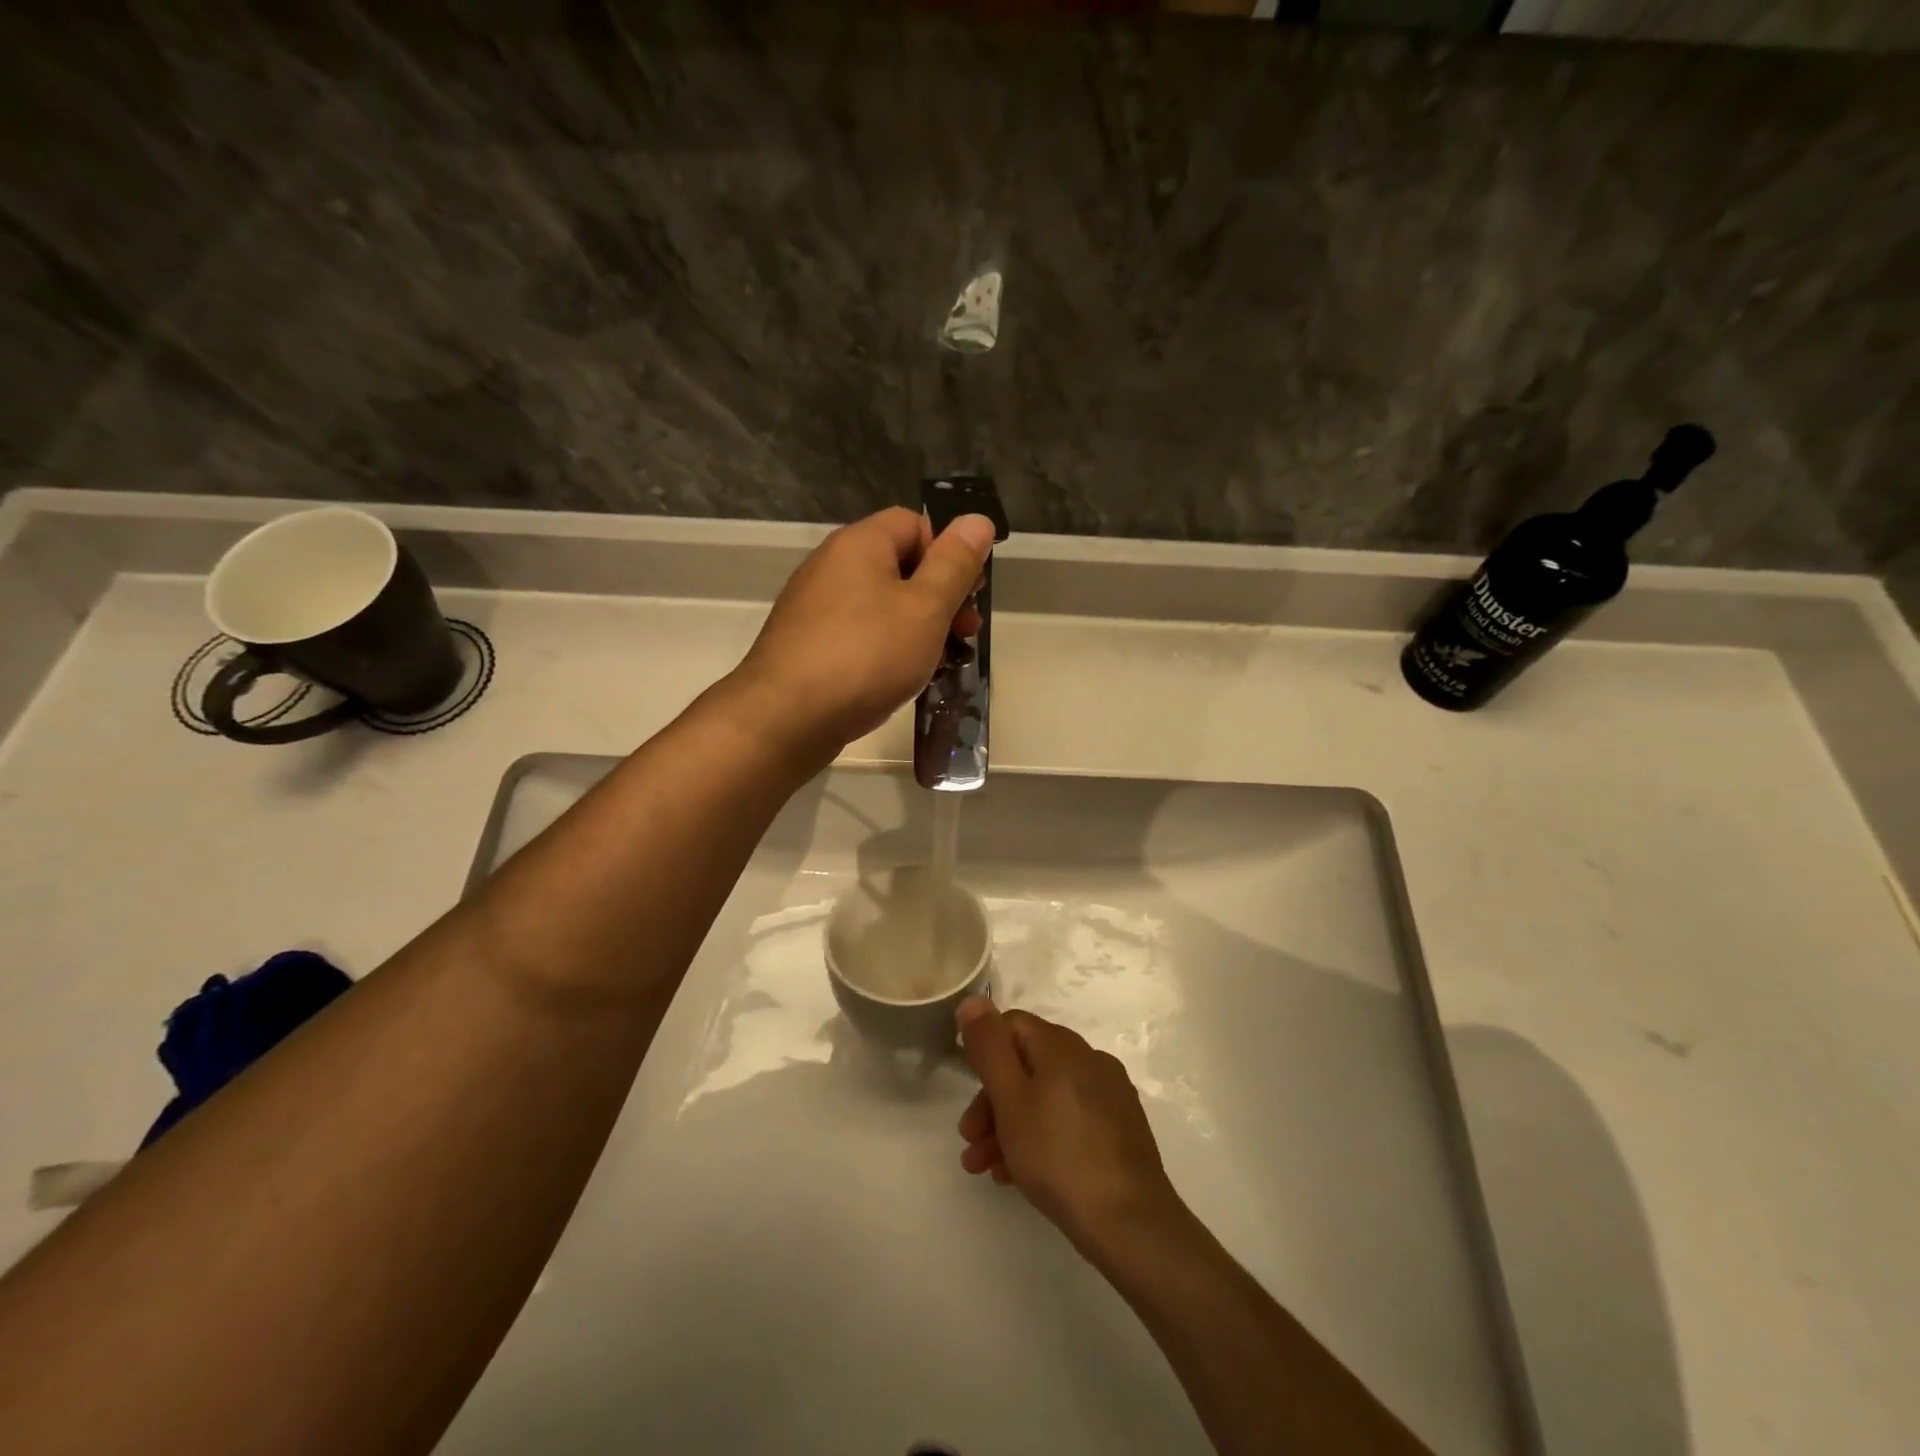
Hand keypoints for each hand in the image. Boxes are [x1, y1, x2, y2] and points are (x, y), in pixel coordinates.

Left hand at [727, 507, 994, 765]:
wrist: (785, 718)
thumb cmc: (866, 656)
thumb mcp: (925, 608)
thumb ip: (954, 564)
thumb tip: (977, 519)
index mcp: (860, 544)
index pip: (914, 523)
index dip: (947, 552)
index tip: (968, 594)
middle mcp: (831, 565)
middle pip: (898, 565)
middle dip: (939, 596)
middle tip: (965, 633)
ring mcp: (814, 607)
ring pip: (880, 605)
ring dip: (917, 628)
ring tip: (940, 663)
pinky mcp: (807, 644)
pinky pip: (858, 634)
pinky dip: (885, 649)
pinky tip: (900, 680)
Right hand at [955, 999, 1183, 1253]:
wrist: (1131, 1223)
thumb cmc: (1059, 1156)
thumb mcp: (1011, 1099)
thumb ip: (989, 1047)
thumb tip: (973, 1000)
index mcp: (1063, 1046)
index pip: (1012, 1025)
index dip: (984, 1053)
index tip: (965, 1091)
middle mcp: (1089, 1060)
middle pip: (1027, 1065)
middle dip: (992, 1101)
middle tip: (970, 1141)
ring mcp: (1109, 1095)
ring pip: (1046, 1097)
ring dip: (1010, 1125)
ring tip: (986, 1168)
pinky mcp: (1120, 1129)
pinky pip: (1068, 1120)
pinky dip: (1040, 1138)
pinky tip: (1020, 1175)